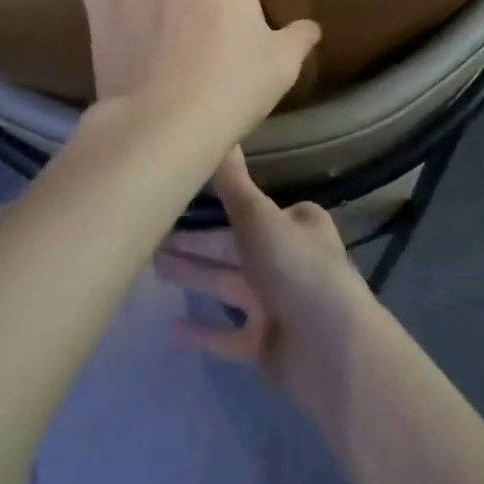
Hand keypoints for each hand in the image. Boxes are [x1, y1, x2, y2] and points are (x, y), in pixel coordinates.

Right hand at [154, 148, 375, 407]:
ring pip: (228, 285)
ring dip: (195, 276)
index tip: (180, 202)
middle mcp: (289, 260)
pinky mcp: (267, 345)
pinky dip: (203, 331)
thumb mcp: (258, 217)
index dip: (217, 207)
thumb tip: (222, 133)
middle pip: (234, 247)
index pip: (251, 210)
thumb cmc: (295, 268)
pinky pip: (228, 335)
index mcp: (296, 224)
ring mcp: (278, 305)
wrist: (329, 350)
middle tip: (153, 237)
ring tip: (154, 267)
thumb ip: (233, 183)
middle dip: (197, 243)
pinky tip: (171, 329)